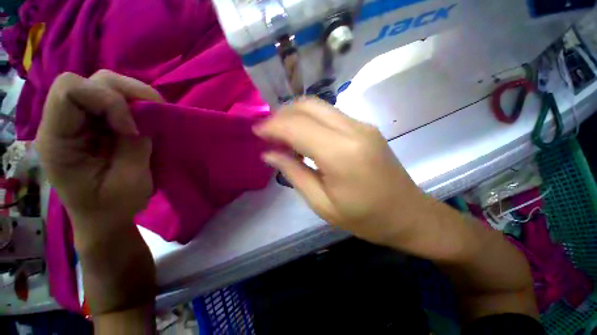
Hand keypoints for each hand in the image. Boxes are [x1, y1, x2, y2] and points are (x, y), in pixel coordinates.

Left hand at [36, 70, 162, 233]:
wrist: (104, 219)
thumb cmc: (113, 207)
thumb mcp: (130, 181)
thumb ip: (135, 145)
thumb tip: (147, 118)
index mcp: (57, 140)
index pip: (69, 91)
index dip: (107, 101)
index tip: (132, 130)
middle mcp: (62, 123)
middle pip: (89, 81)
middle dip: (126, 93)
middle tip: (152, 115)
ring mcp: (79, 121)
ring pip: (103, 84)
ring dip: (134, 96)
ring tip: (151, 117)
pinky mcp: (94, 124)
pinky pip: (114, 99)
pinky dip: (135, 104)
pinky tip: (144, 120)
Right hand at [253, 98, 424, 245]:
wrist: (408, 214)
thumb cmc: (365, 218)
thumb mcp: (322, 204)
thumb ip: (294, 173)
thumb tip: (270, 154)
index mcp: (341, 154)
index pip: (297, 126)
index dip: (273, 125)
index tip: (256, 131)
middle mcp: (353, 130)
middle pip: (308, 106)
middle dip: (282, 114)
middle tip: (268, 132)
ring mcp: (362, 125)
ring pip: (319, 106)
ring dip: (295, 115)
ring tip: (282, 134)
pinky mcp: (365, 127)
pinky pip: (330, 115)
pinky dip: (310, 120)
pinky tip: (303, 136)